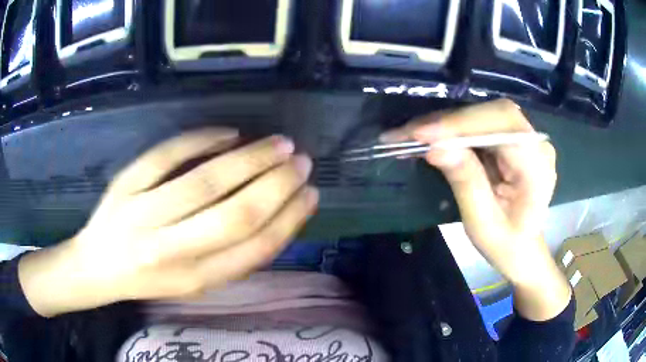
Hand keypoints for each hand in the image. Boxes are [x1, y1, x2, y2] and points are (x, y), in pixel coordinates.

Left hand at [19, 130, 318, 316]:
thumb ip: (232, 257)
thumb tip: (276, 216)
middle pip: (235, 213)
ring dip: (251, 158)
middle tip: (302, 162)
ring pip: (205, 180)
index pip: (254, 248)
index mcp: (194, 280)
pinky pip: (167, 155)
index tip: (311, 194)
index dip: (290, 219)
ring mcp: (143, 214)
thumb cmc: (149, 278)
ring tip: (279, 143)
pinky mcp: (125, 184)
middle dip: (278, 184)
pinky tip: (229, 133)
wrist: (97, 267)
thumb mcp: (195, 283)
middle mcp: (170, 251)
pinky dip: (202, 138)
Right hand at [381, 99, 570, 320]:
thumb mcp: (482, 223)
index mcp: (537, 167)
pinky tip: (432, 137)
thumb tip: (436, 147)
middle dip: (449, 122)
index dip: (463, 124)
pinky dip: (454, 129)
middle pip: (492, 114)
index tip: (422, 134)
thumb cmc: (505, 243)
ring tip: (412, 135)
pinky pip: (481, 123)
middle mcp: (536, 144)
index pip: (504, 127)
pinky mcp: (512, 138)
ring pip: (483, 114)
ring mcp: (526, 138)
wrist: (521, 246)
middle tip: (408, 134)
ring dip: (447, 123)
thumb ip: (466, 183)